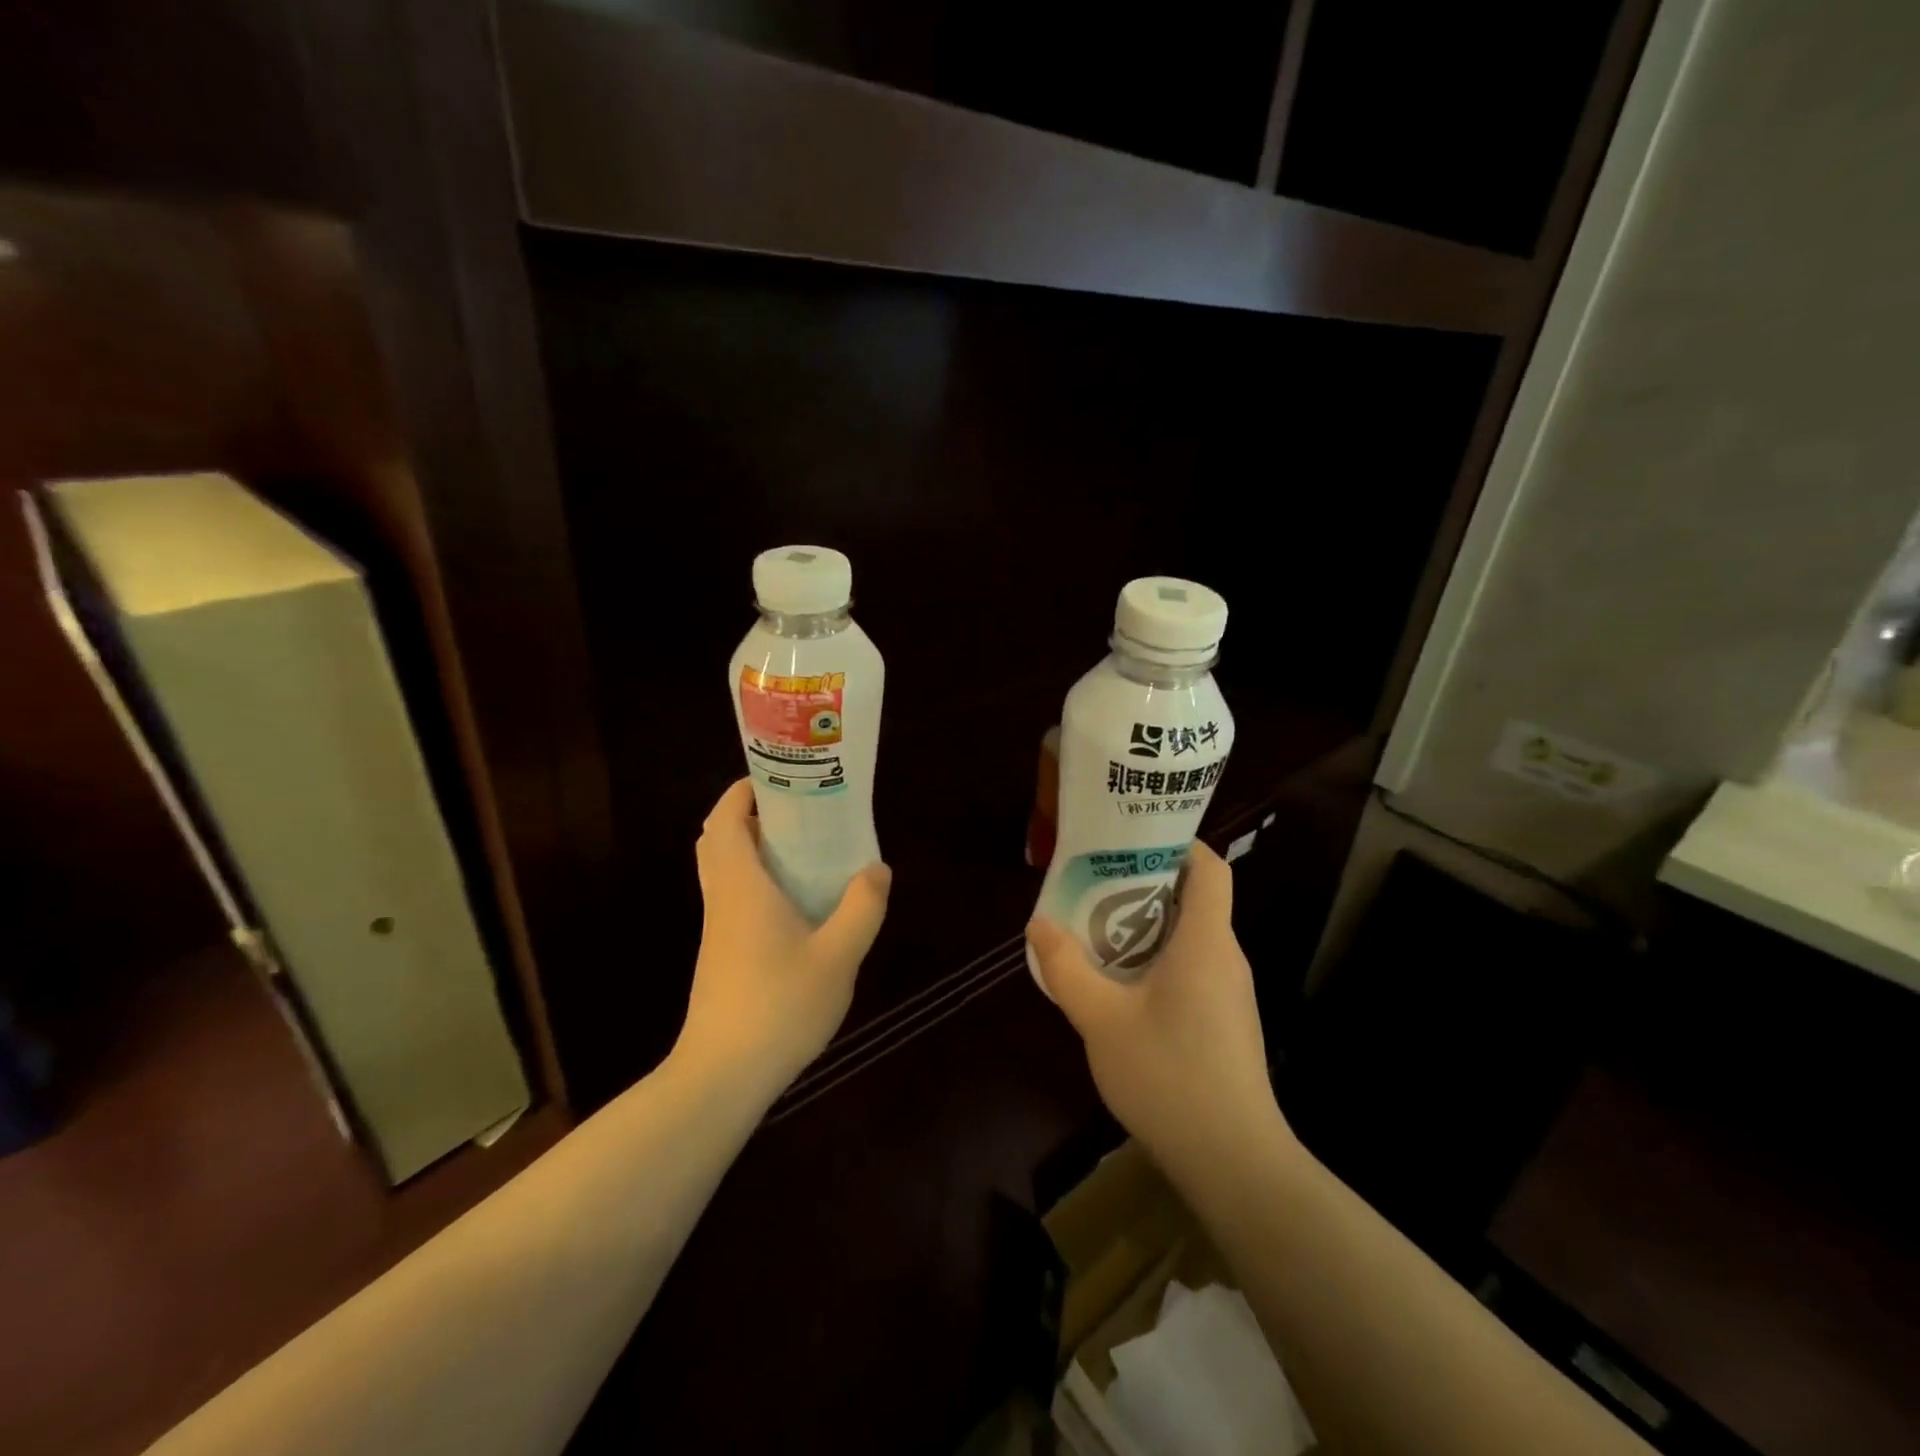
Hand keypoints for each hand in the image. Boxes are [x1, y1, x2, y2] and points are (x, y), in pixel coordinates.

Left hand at [679, 779, 891, 1093]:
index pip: (725, 820)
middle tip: (796, 813)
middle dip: (750, 816)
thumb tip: (876, 869)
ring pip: (725, 872)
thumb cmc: (779, 1006)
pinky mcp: (720, 956)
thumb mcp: (838, 956)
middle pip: (719, 841)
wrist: (722, 1076)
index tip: (779, 779)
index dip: (743, 792)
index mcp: (741, 886)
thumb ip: (862, 908)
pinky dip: (757, 883)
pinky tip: (797, 906)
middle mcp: (722, 899)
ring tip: (805, 852)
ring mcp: (717, 930)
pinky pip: (733, 900)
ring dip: (754, 851)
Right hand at [1027, 842, 1288, 1184]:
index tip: (1134, 840)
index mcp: (1207, 941)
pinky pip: (1194, 969)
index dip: (1178, 843)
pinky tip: (1123, 989)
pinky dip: (1159, 961)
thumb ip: (1067, 968)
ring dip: (1148, 927)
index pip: (1209, 868)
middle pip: (1195, 899)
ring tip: (1099, 932)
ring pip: (1192, 938)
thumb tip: (1040, 925)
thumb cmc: (1169, 1075)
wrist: (1234, 1161)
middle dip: (1146, 884)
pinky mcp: (1227, 1022)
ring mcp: (1231, 993)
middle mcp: (1227, 957)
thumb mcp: (1101, 1019)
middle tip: (1096, 885)